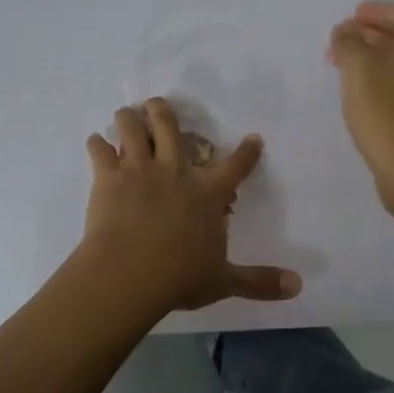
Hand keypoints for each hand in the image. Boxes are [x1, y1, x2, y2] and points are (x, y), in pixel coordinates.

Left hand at [81, 99, 302, 315]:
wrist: (130, 273)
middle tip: (158, 105)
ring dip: (129, 118)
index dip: (247, 152)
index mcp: (207, 193)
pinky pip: (99, 150)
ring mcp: (139, 169)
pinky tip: (95, 142)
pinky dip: (96, 143)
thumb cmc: (179, 276)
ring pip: (131, 128)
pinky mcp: (108, 177)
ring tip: (126, 114)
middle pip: (170, 126)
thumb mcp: (224, 280)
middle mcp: (175, 170)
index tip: (253, 138)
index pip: (235, 166)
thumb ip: (259, 281)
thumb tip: (298, 286)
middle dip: (163, 111)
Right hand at [327, 1, 393, 208]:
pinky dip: (384, 75)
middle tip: (341, 37)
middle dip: (370, 33)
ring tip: (345, 61)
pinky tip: (362, 87)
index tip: (352, 12)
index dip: (375, 10)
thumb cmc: (388, 114)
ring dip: (375, 55)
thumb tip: (345, 31)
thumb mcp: (359, 71)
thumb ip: (348, 43)